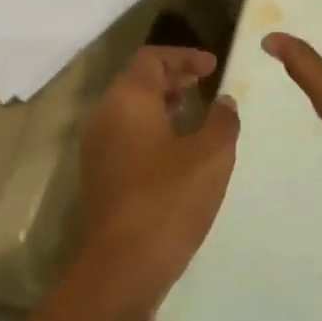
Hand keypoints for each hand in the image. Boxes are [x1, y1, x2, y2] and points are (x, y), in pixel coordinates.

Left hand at [77, 47, 239, 314]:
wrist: (124, 263)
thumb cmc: (170, 199)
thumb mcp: (212, 156)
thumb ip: (223, 121)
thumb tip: (224, 102)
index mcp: (127, 100)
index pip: (152, 59)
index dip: (184, 57)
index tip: (213, 66)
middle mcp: (104, 116)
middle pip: (137, 82)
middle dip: (174, 78)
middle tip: (206, 83)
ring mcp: (97, 147)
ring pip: (130, 110)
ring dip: (163, 105)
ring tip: (196, 113)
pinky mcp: (100, 175)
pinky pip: (126, 136)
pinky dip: (152, 129)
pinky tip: (179, 150)